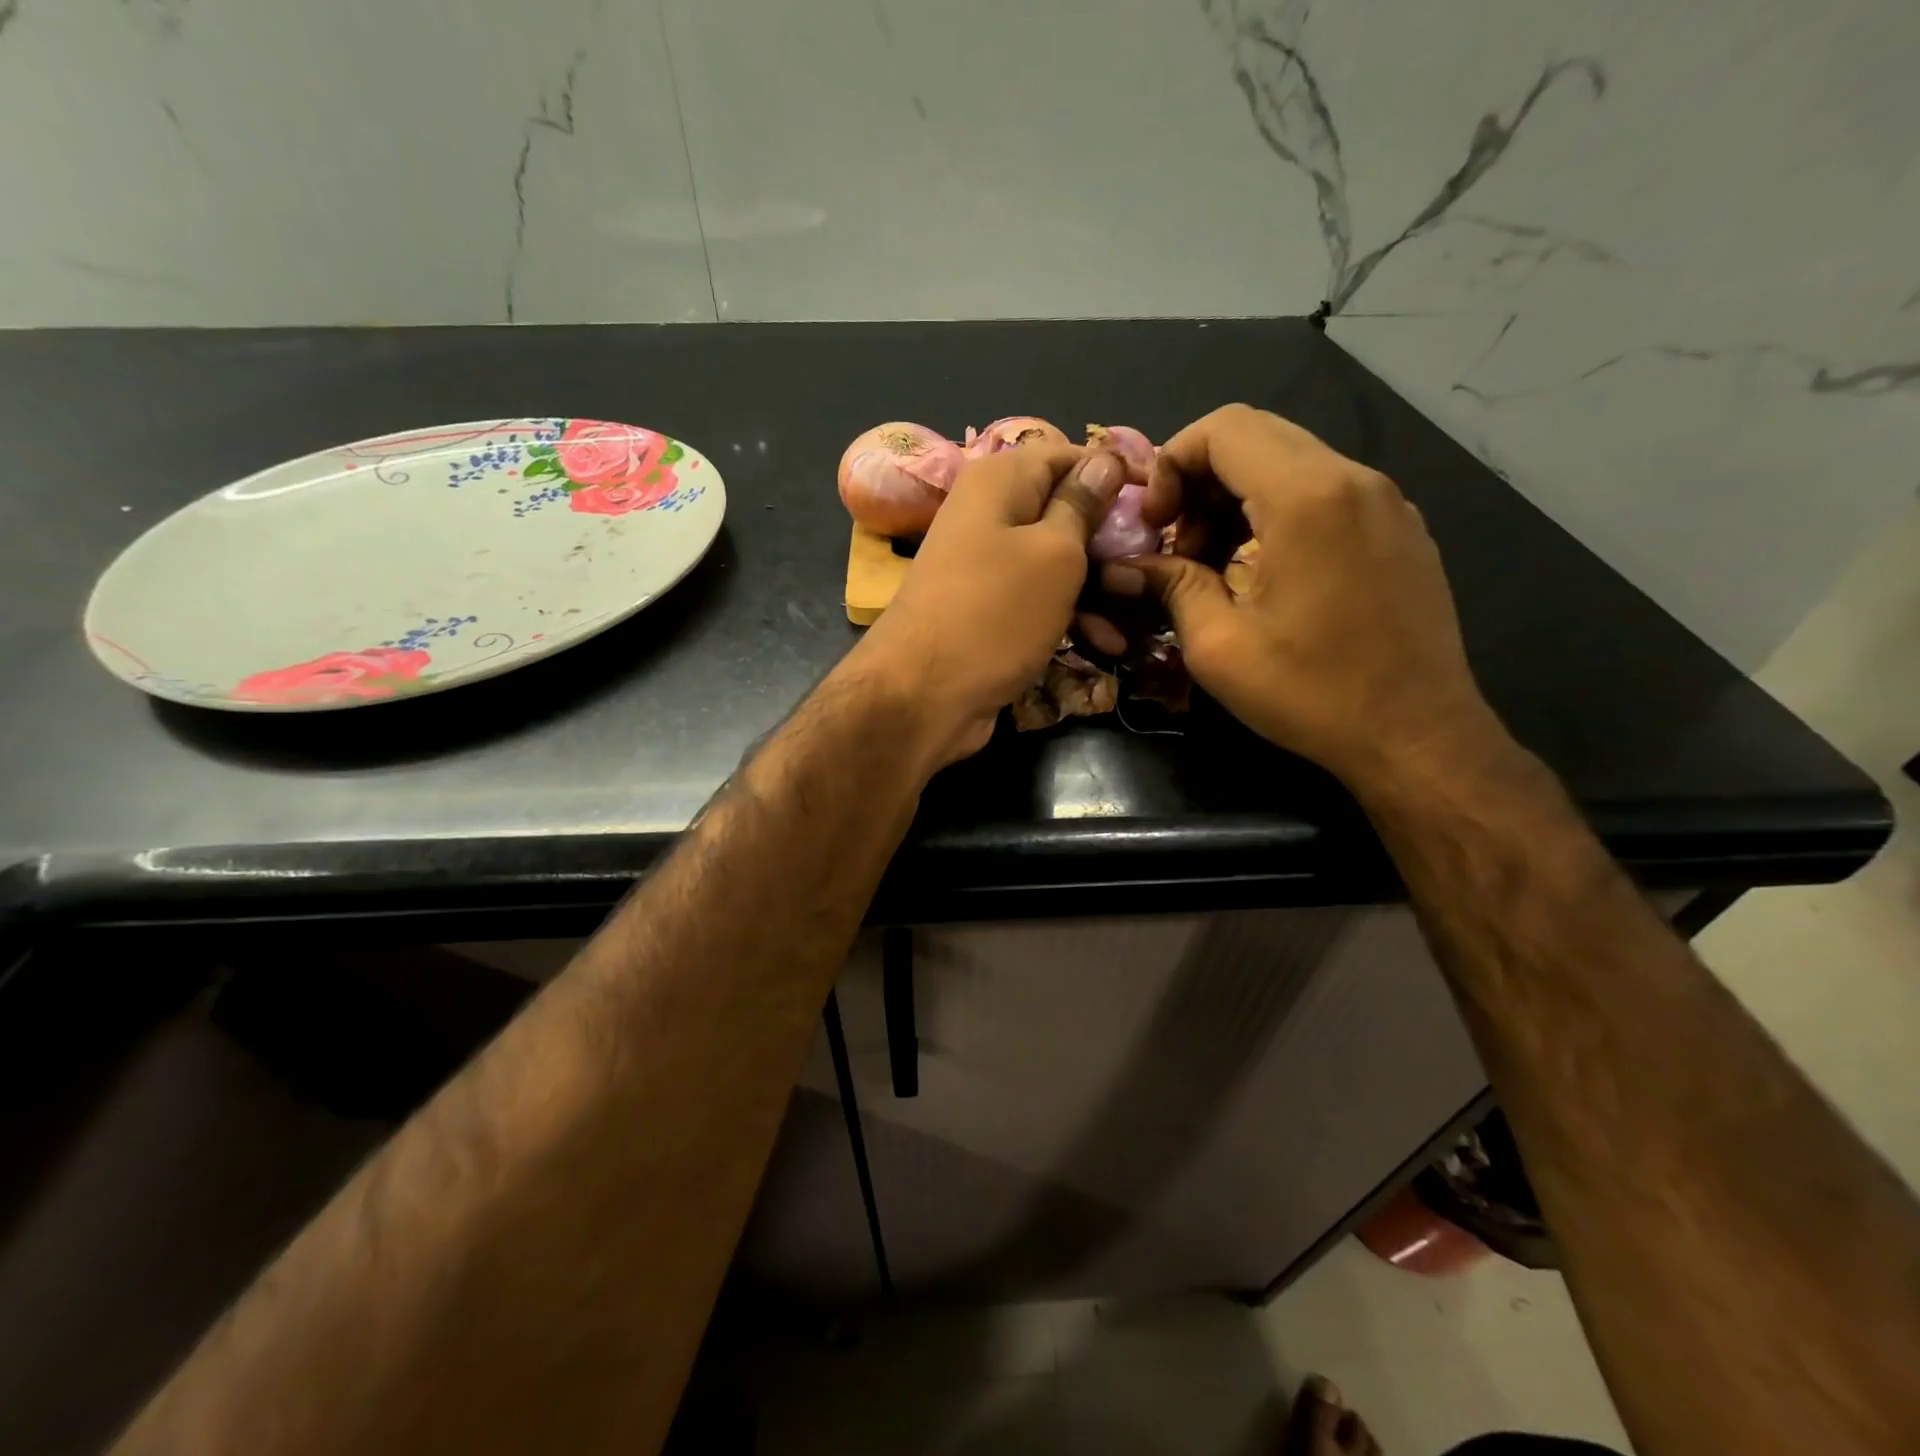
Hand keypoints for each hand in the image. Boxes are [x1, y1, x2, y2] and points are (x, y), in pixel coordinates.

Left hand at [849, 443, 1134, 764]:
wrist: (921, 696)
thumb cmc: (994, 614)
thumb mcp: (1054, 554)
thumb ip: (1082, 505)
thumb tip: (1104, 460)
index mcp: (999, 481)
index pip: (1068, 455)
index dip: (1114, 474)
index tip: (1157, 504)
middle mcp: (989, 515)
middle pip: (1064, 511)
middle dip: (1111, 541)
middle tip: (1157, 564)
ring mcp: (986, 566)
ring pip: (1056, 562)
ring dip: (1099, 588)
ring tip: (1142, 616)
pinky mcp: (989, 611)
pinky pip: (1038, 600)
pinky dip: (1071, 616)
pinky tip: (1108, 643)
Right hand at [1102, 404, 1499, 786]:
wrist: (1417, 736)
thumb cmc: (1312, 693)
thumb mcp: (1219, 646)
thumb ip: (1171, 586)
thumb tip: (1126, 566)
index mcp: (1306, 499)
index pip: (1223, 430)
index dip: (1171, 464)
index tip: (1154, 525)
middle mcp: (1353, 479)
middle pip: (1256, 436)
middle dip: (1199, 480)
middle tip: (1176, 544)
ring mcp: (1385, 500)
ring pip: (1291, 461)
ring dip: (1236, 498)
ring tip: (1213, 564)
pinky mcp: (1400, 527)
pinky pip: (1325, 490)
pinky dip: (1277, 511)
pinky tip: (1262, 570)